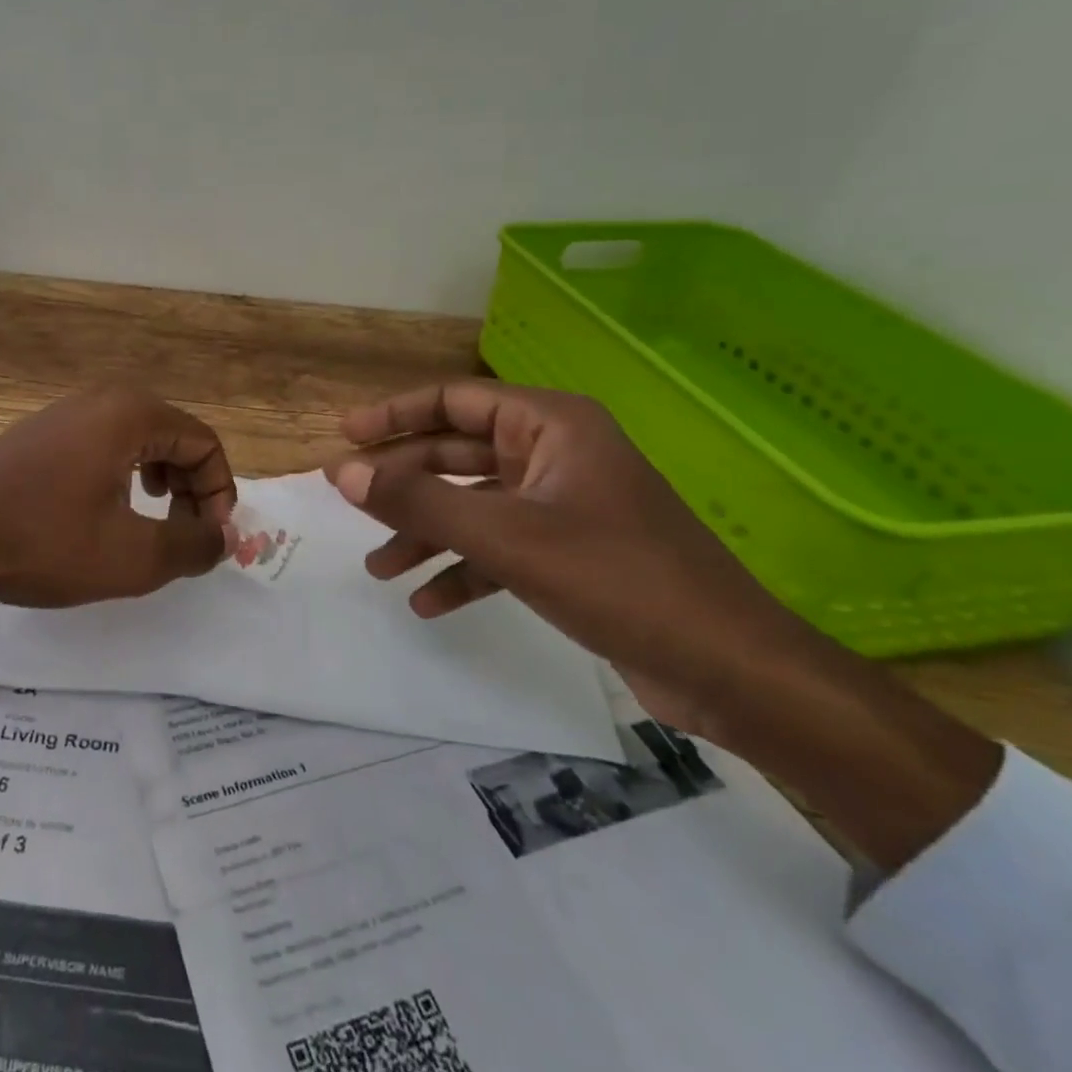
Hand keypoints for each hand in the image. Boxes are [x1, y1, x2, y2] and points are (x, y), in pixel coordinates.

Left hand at [0, 386, 235, 633]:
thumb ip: (193, 545)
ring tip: (153, 520)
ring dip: (162, 480)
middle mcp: (103, 398)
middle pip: (175, 436)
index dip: (219, 493)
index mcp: (131, 414)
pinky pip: (105, 442)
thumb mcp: (131, 556)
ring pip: (140, 439)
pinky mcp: (43, 430)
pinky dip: (126, 473)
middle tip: (185, 534)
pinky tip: (109, 509)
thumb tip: (226, 538)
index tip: (209, 540)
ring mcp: (67, 410)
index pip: (204, 443)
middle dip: (191, 487)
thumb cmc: (44, 543)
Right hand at [328, 380, 1000, 868]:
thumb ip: (420, 502)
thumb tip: (341, 471)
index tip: (345, 437)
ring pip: (474, 504)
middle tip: (350, 504)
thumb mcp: (506, 538)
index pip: (455, 401)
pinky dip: (463, 569)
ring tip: (380, 567)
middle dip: (405, 484)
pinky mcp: (570, 551)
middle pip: (458, 455)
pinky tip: (429, 602)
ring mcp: (563, 503)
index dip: (395, 415)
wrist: (730, 670)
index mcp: (550, 425)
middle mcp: (555, 453)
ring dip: (426, 532)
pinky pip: (499, 546)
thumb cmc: (619, 580)